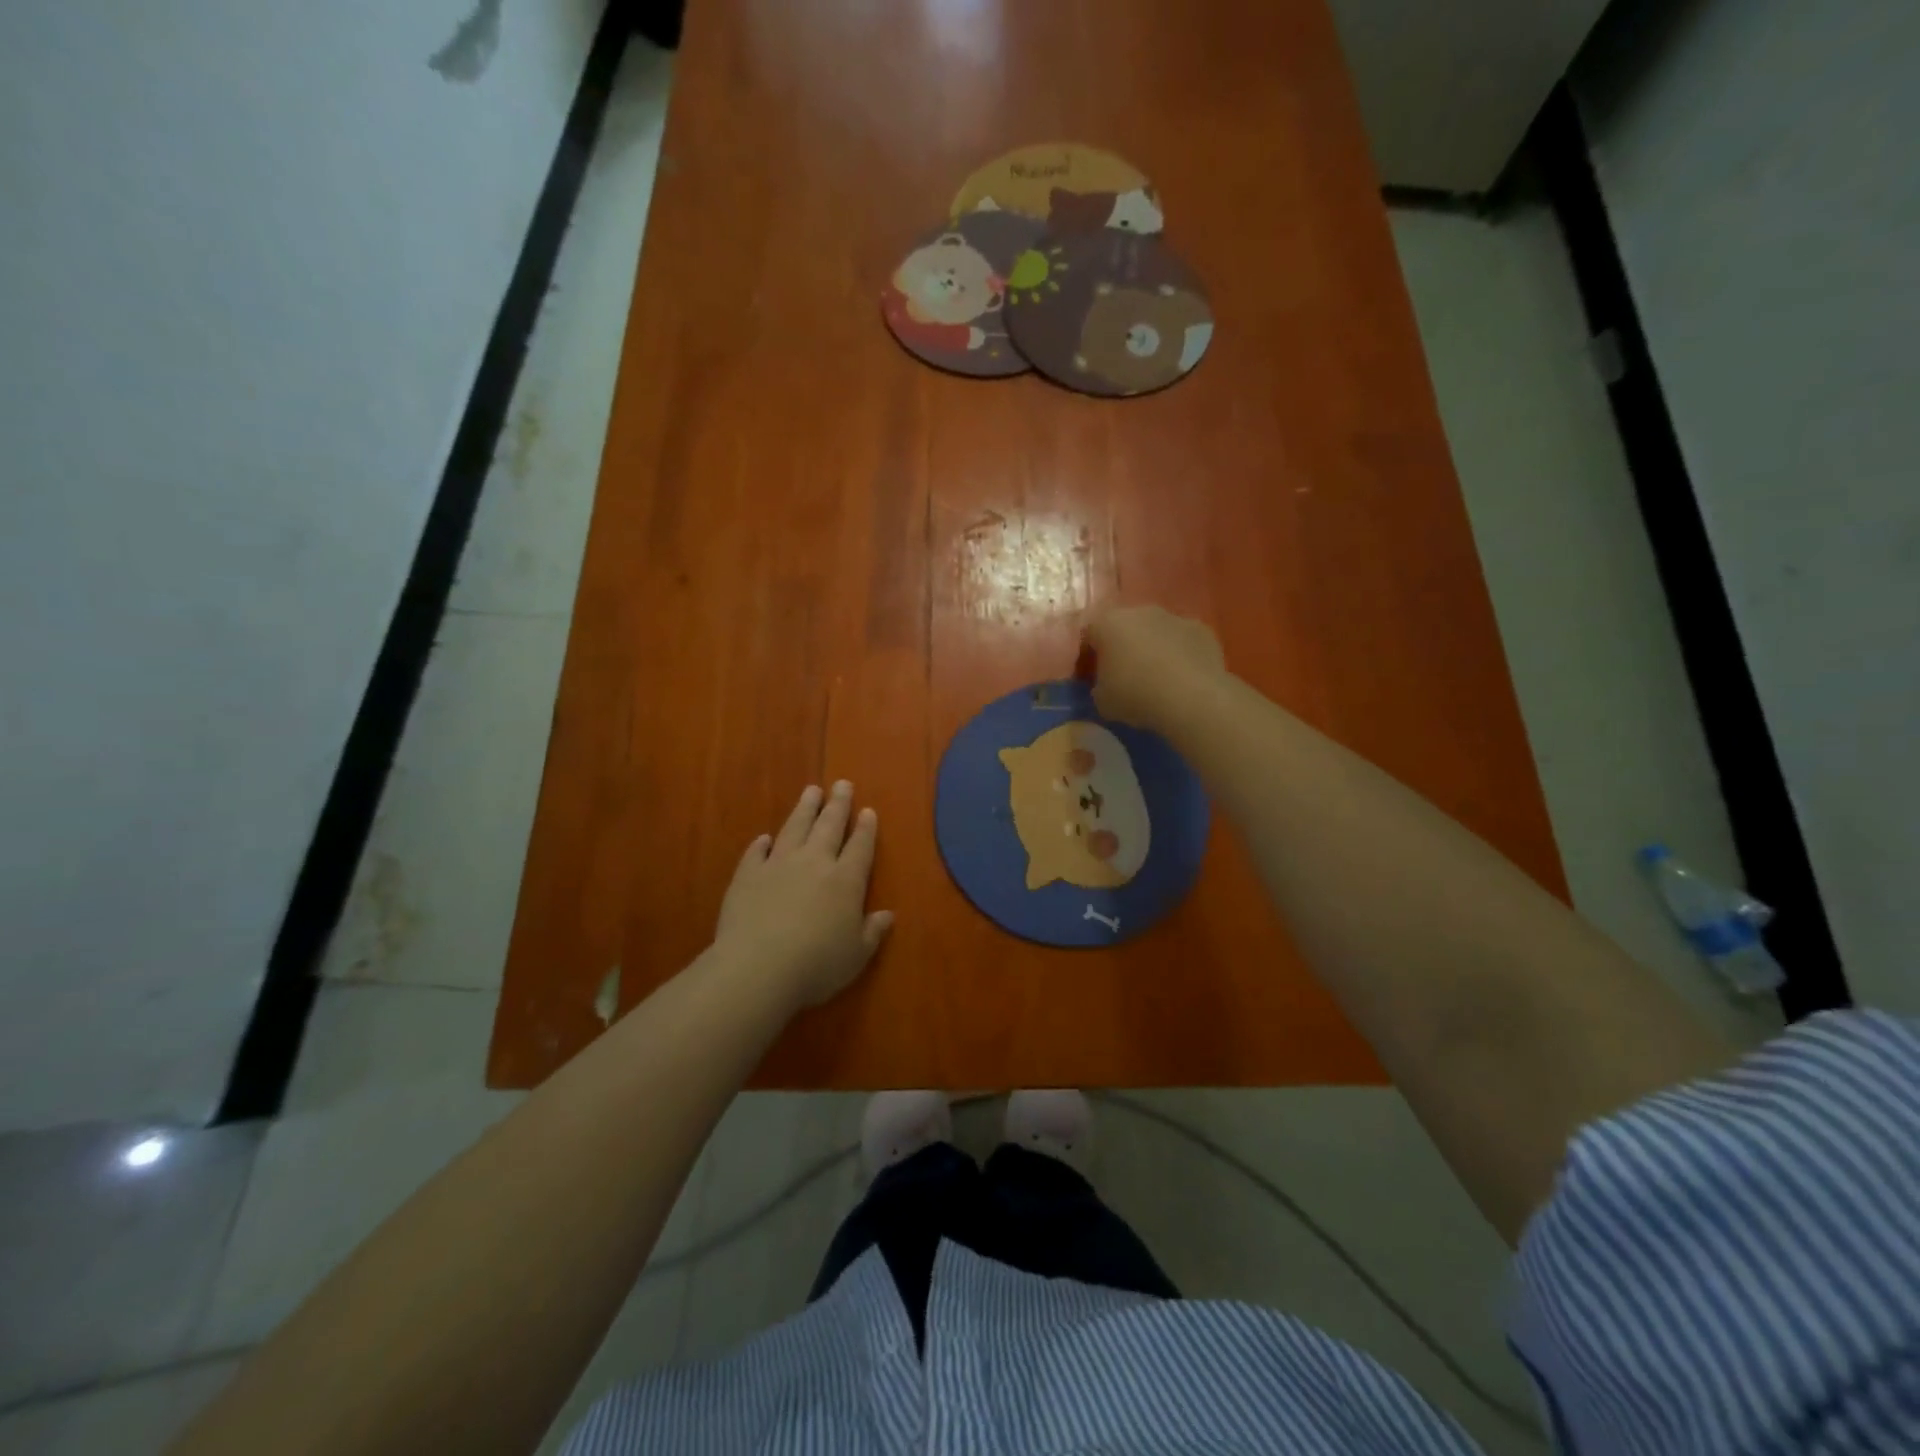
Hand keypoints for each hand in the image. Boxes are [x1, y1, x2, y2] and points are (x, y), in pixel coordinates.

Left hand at [711, 781, 893, 1012]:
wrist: (757, 968)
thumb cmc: (816, 965)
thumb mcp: (856, 955)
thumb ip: (872, 932)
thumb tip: (887, 915)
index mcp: (845, 880)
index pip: (860, 846)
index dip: (866, 828)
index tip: (868, 810)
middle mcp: (814, 863)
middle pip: (828, 826)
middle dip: (837, 804)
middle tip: (842, 784)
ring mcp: (778, 865)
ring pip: (794, 828)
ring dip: (804, 809)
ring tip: (810, 791)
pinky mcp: (747, 876)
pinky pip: (756, 853)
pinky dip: (762, 843)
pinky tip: (765, 838)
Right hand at [1084, 604, 1225, 730]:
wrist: (1191, 697)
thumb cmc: (1136, 695)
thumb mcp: (1102, 701)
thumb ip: (1098, 687)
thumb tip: (1105, 686)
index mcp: (1108, 624)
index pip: (1089, 633)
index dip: (1088, 654)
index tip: (1091, 674)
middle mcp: (1139, 611)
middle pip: (1124, 626)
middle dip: (1122, 646)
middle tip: (1123, 674)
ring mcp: (1173, 617)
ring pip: (1155, 631)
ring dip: (1152, 648)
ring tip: (1156, 678)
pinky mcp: (1201, 629)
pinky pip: (1182, 640)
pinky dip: (1179, 654)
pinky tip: (1181, 678)